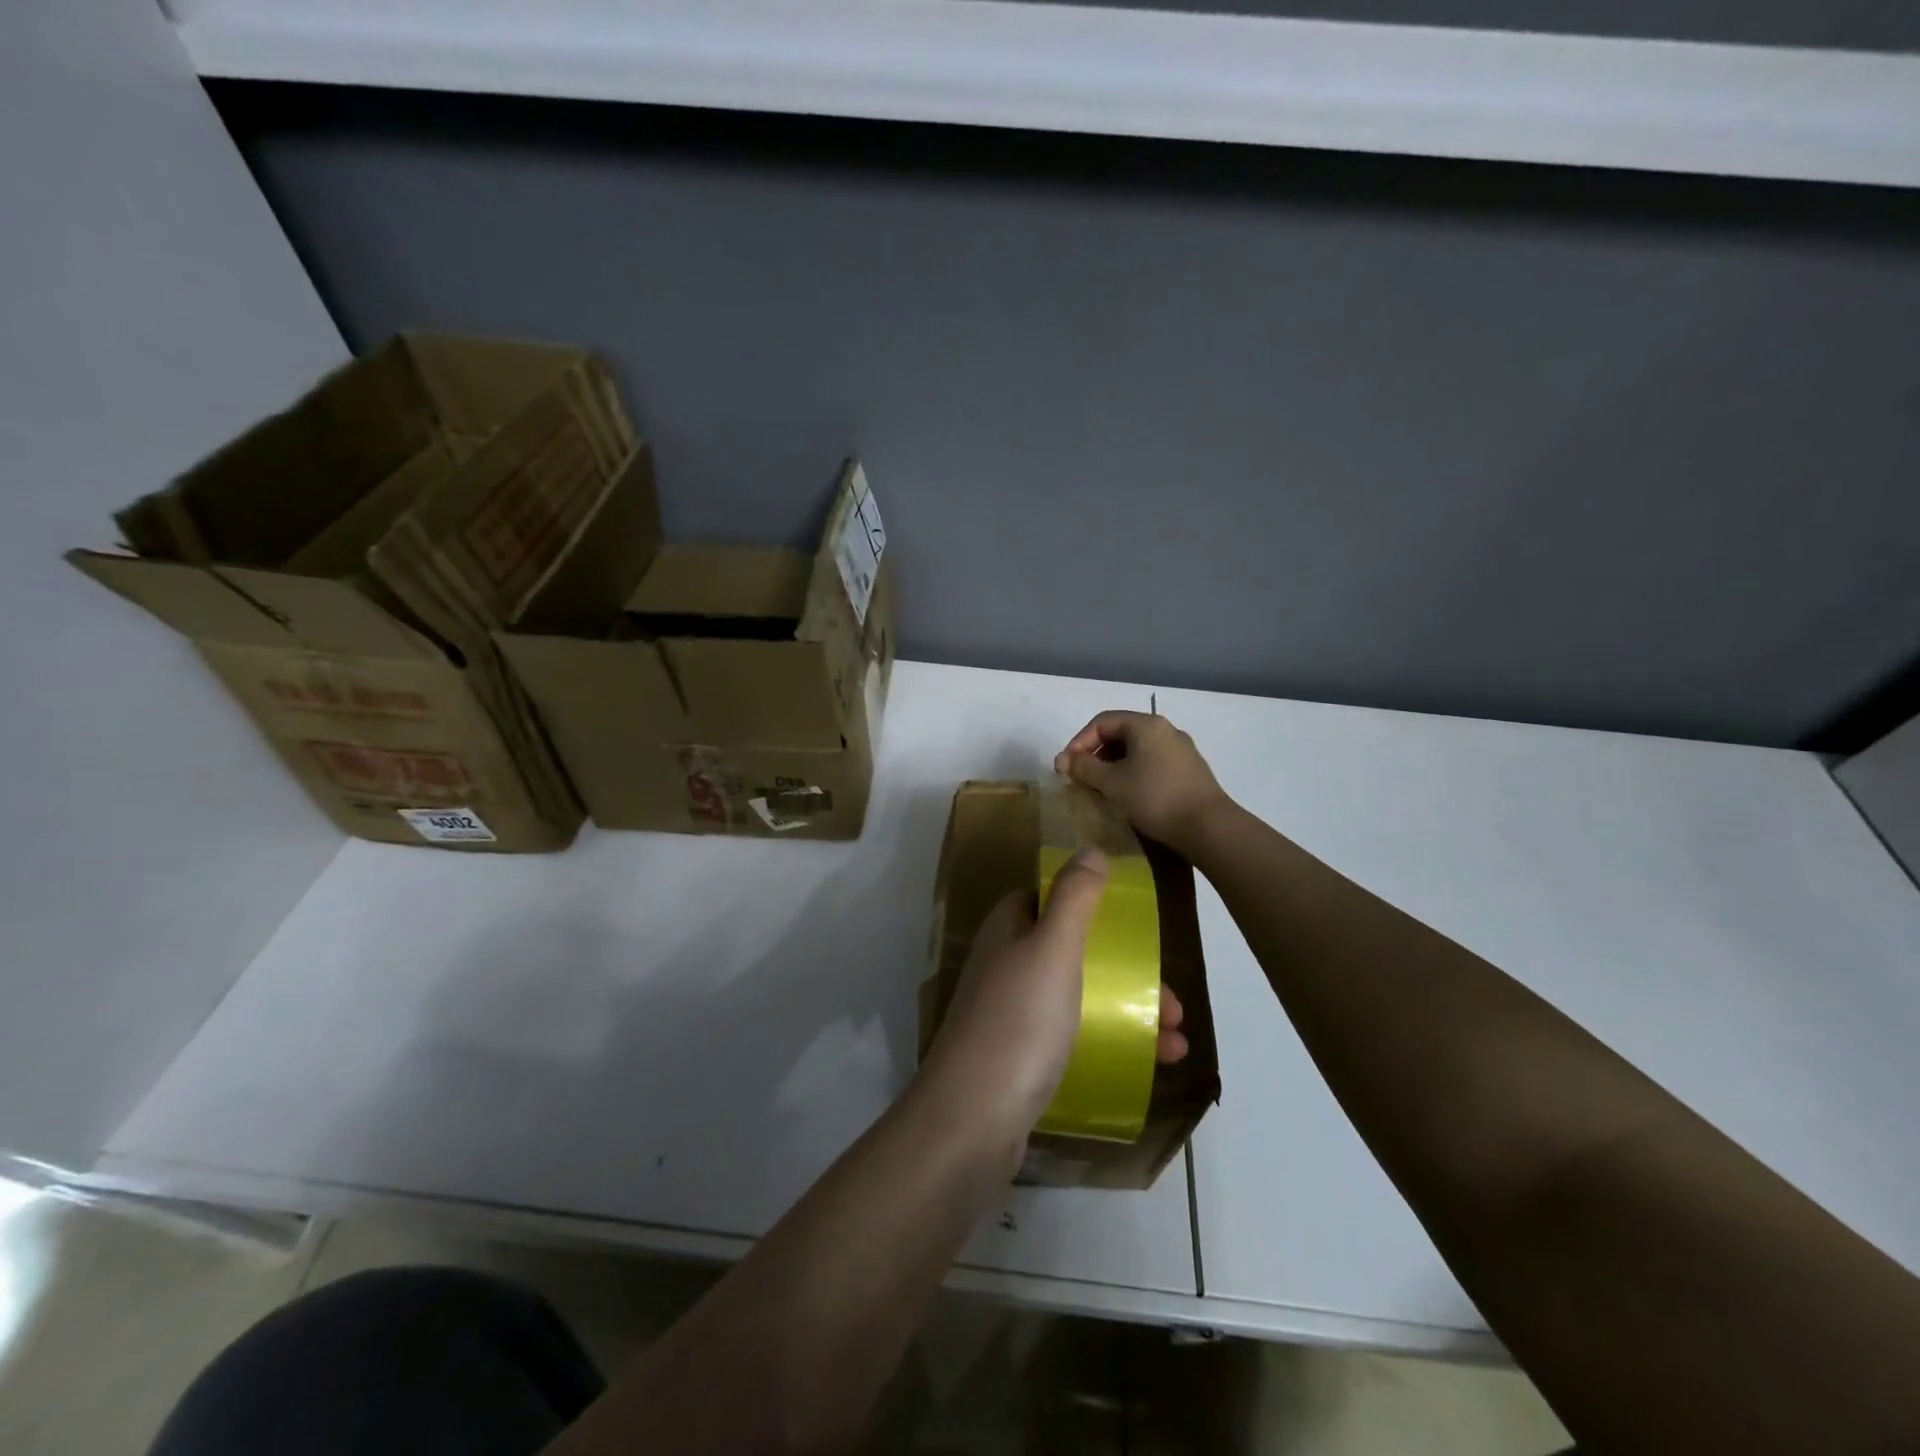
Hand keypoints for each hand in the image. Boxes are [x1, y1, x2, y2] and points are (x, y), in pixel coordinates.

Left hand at [920, 851, 1188, 1150]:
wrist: (973, 1118)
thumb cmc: (1019, 1021)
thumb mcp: (1053, 948)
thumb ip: (1074, 897)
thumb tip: (1090, 849)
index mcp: (1008, 931)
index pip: (1046, 898)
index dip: (1087, 902)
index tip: (1133, 920)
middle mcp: (1006, 966)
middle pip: (1073, 952)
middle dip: (1125, 968)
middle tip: (1172, 997)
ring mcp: (1012, 1015)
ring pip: (1080, 997)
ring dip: (1130, 1009)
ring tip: (1178, 1036)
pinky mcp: (1022, 1058)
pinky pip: (1076, 1037)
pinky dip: (1114, 1042)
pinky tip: (1154, 1063)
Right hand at [1054, 711, 1230, 855]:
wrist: (1209, 827)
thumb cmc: (1155, 798)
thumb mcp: (1112, 783)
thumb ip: (1084, 767)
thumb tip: (1064, 760)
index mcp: (1146, 724)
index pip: (1102, 722)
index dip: (1078, 742)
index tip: (1065, 767)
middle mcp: (1165, 730)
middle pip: (1119, 733)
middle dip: (1094, 754)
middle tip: (1080, 778)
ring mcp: (1180, 750)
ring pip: (1136, 749)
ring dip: (1112, 765)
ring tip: (1100, 788)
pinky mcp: (1189, 770)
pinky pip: (1151, 762)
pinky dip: (1132, 772)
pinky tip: (1127, 795)